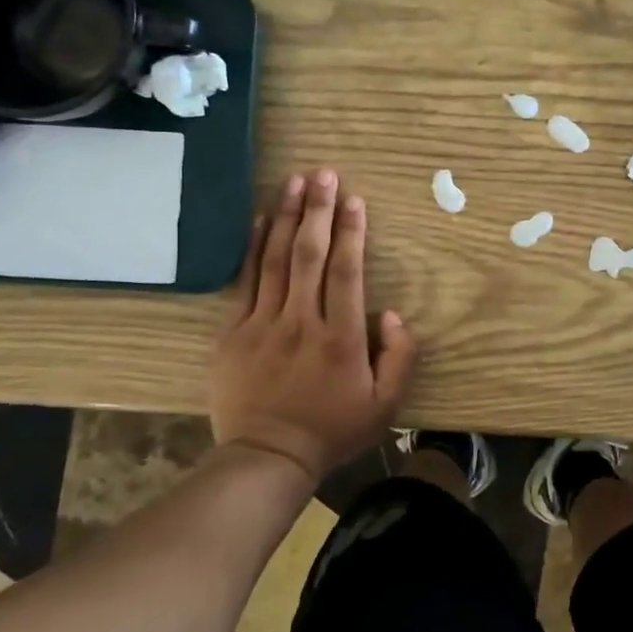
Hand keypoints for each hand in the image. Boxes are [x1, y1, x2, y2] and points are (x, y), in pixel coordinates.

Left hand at [209, 168, 417, 485]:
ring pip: (275, 260)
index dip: (351, 233)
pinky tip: (258, 220)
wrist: (267, 458)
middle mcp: (301, 322)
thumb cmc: (332, 430)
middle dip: (317, 210)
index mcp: (341, 339)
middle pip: (309, 255)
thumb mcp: (385, 405)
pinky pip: (244, 281)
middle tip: (323, 173)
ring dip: (285, 217)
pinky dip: (252, 248)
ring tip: (293, 181)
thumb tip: (392, 314)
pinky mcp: (233, 333)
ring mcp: (262, 325)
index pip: (346, 273)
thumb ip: (399, 358)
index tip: (353, 199)